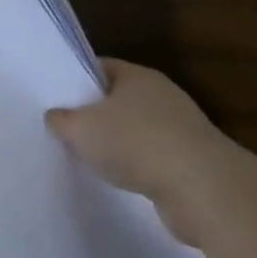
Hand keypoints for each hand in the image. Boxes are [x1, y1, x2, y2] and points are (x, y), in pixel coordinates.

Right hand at [45, 59, 237, 245]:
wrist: (203, 190)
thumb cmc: (134, 143)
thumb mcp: (78, 128)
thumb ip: (60, 119)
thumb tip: (56, 117)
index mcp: (137, 76)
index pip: (99, 67)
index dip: (74, 79)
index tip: (53, 96)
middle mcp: (162, 95)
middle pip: (117, 99)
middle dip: (93, 113)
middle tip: (64, 127)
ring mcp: (181, 129)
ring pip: (135, 130)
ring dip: (115, 143)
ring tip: (87, 157)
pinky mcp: (192, 161)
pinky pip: (152, 157)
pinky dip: (135, 166)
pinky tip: (118, 179)